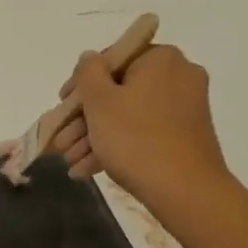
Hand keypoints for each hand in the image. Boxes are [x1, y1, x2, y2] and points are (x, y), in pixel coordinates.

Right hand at [53, 43, 236, 225]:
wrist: (184, 190)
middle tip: (62, 141)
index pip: (112, 59)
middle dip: (85, 119)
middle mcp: (177, 77)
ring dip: (95, 137)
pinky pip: (143, 132)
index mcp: (160, 59)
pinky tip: (88, 169)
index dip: (81, 83)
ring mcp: (184, 108)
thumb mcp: (100, 102)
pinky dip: (117, 146)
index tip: (62, 106)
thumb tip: (89, 58)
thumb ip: (88, 73)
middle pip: (119, 91)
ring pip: (128, 115)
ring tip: (70, 161)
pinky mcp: (185, 135)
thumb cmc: (135, 138)